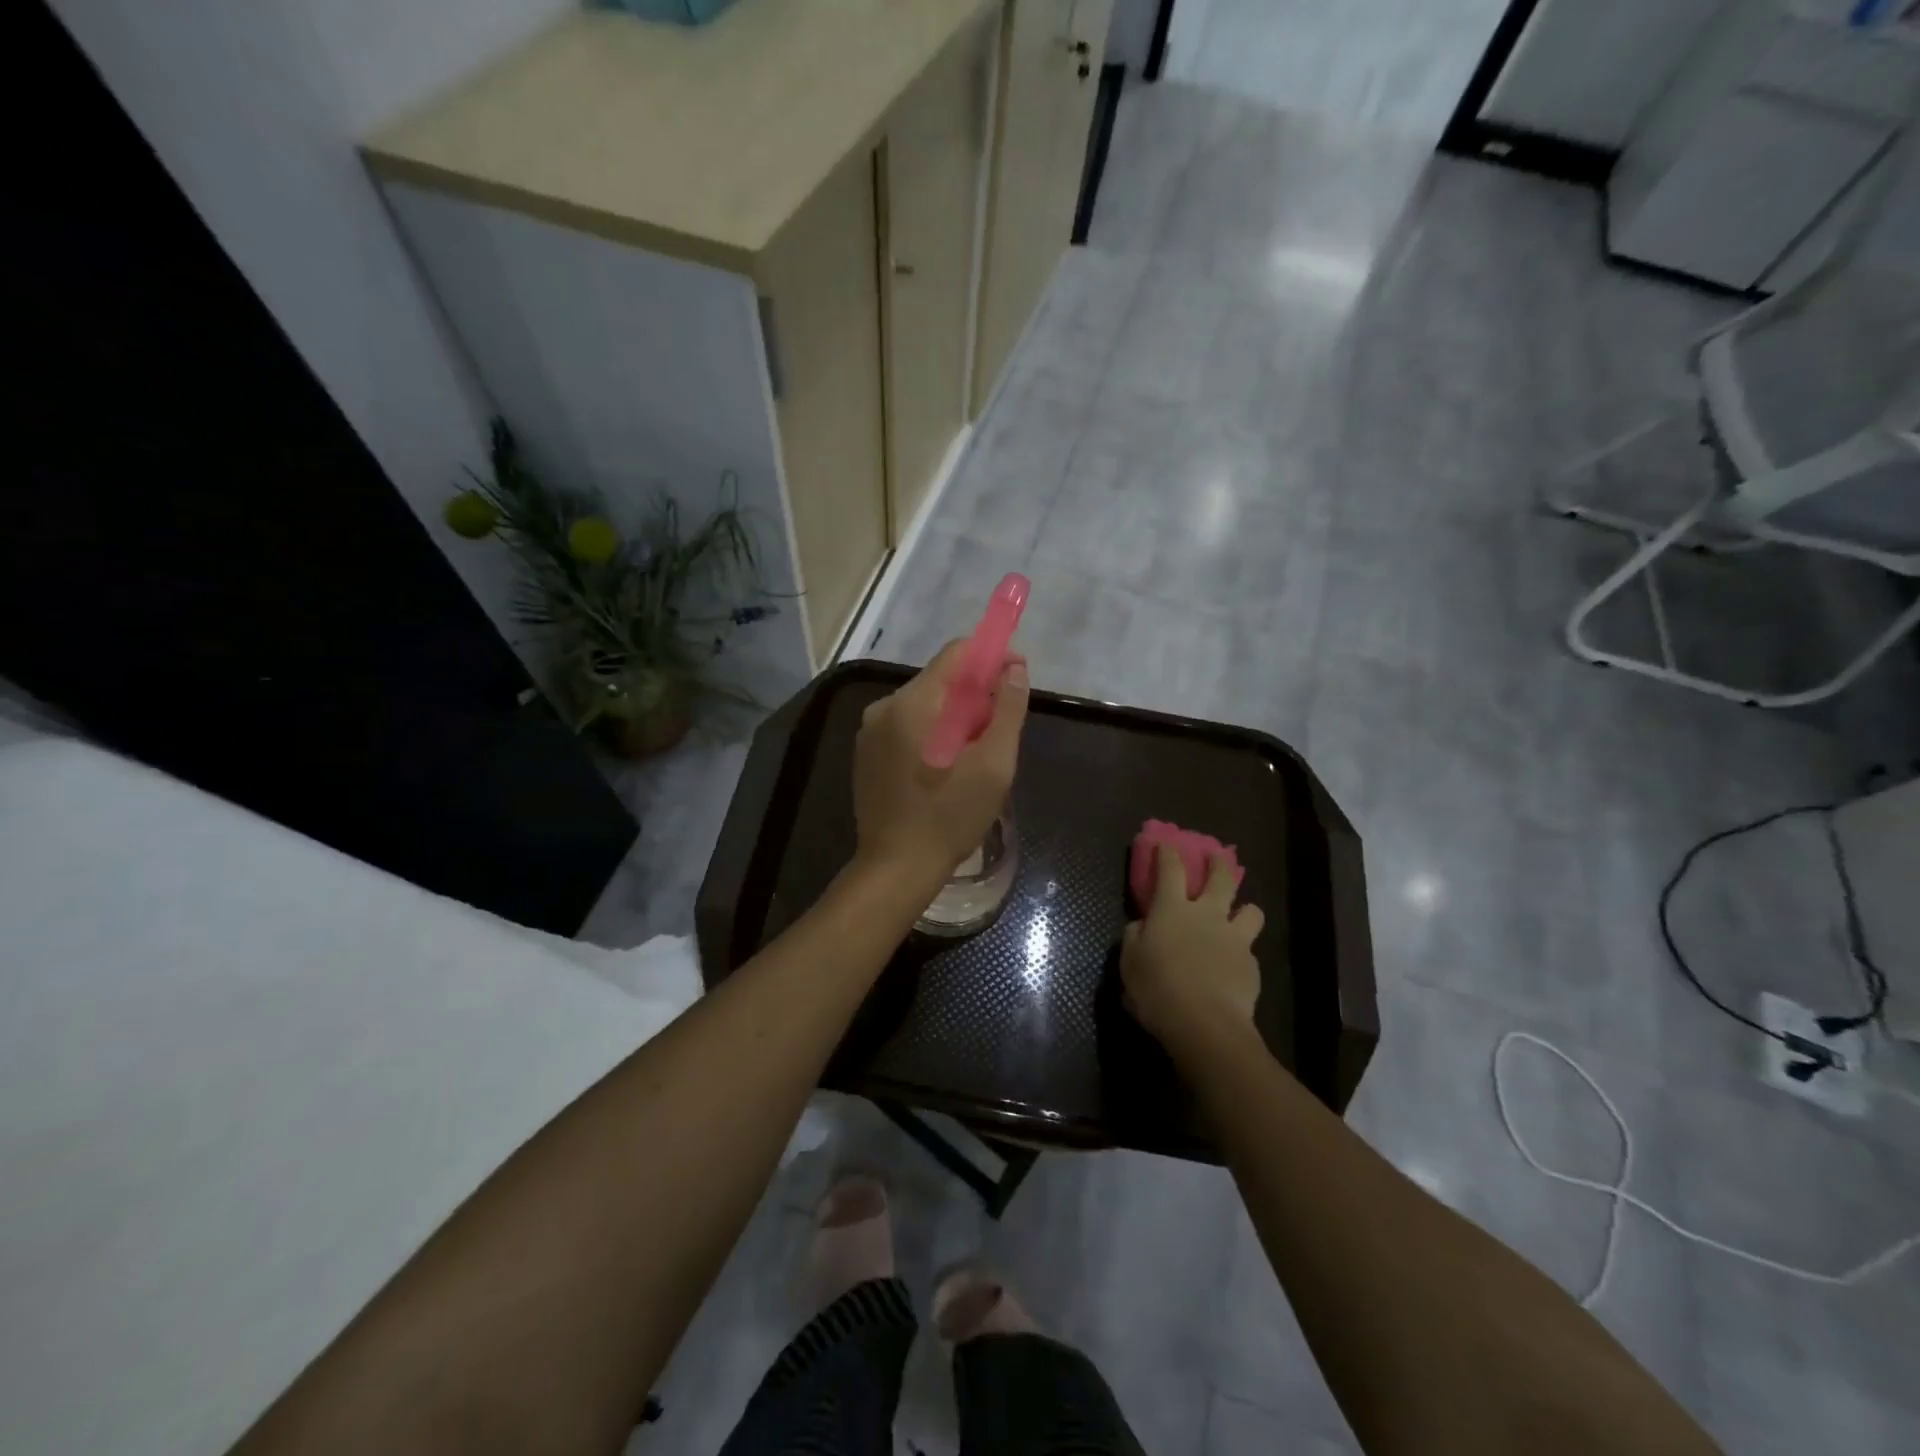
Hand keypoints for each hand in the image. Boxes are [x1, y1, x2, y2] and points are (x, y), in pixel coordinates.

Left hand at [851, 640, 1028, 894]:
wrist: (896, 868)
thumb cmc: (950, 817)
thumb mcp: (994, 765)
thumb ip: (1007, 711)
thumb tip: (1014, 670)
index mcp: (913, 703)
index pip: (956, 654)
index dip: (991, 657)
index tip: (1016, 677)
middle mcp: (884, 707)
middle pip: (940, 679)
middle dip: (975, 692)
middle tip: (1000, 725)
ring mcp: (869, 731)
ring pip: (923, 704)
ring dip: (954, 715)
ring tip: (977, 751)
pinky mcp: (866, 753)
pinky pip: (906, 726)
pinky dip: (931, 733)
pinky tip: (946, 766)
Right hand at [1121, 844, 1265, 1053]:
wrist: (1205, 1024)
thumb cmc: (1157, 989)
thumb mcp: (1130, 962)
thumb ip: (1135, 937)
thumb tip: (1142, 926)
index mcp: (1172, 910)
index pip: (1170, 869)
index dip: (1167, 852)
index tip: (1166, 842)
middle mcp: (1207, 915)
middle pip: (1221, 877)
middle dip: (1218, 862)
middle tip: (1217, 856)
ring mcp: (1234, 938)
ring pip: (1251, 910)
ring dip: (1244, 909)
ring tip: (1238, 917)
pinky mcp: (1252, 965)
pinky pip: (1250, 950)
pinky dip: (1242, 952)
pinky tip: (1233, 966)